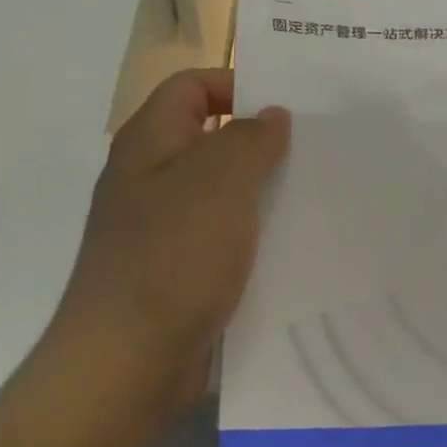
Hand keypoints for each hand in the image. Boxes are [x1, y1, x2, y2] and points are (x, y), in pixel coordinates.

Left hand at [46, 69, 289, 426]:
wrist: (128, 361)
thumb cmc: (173, 257)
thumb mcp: (219, 182)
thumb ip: (250, 139)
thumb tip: (270, 115)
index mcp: (150, 143)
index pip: (192, 86)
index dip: (237, 84)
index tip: (291, 104)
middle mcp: (151, 179)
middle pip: (210, 138)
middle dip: (261, 140)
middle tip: (318, 147)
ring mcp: (163, 228)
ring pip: (221, 191)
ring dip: (263, 189)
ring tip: (317, 191)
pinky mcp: (179, 270)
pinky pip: (222, 236)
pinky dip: (253, 233)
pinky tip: (293, 242)